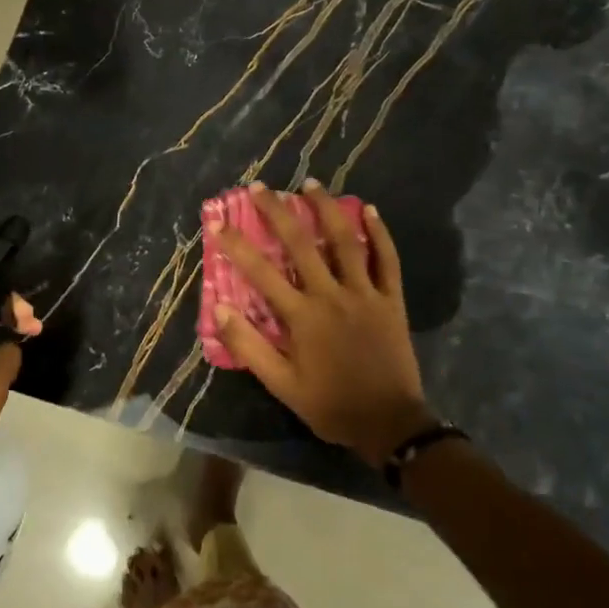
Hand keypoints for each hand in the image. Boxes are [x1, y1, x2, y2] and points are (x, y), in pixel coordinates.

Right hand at [212, 181, 434, 465]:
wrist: (389, 423)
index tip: (217, 220)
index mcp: (302, 316)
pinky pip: (387, 260)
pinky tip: (369, 210)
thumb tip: (220, 308)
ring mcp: (365, 293)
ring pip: (345, 241)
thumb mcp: (281, 384)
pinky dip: (379, 233)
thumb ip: (249, 345)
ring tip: (311, 184)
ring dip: (326, 209)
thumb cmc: (330, 404)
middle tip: (261, 187)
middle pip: (300, 244)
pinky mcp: (391, 299)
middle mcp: (331, 295)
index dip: (236, 244)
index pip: (260, 272)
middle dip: (278, 212)